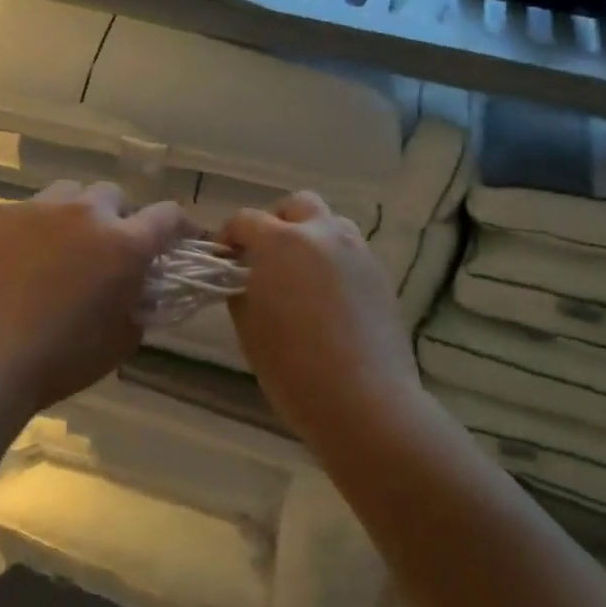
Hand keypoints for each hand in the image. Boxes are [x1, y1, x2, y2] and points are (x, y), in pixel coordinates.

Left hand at [0, 180, 187, 413]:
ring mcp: (37, 207)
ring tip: (60, 246)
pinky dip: (31, 229)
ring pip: (68, 194)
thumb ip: (140, 300)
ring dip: (74, 215)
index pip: (167, 216)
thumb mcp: (122, 339)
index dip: (180, 225)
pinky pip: (25, 211)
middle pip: (112, 195)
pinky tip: (16, 260)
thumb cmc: (61, 359)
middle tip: (106, 248)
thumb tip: (141, 284)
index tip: (180, 238)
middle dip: (117, 217)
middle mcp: (86, 212)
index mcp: (124, 243)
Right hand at [221, 192, 423, 446]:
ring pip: (330, 224)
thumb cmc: (294, 368)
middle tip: (267, 256)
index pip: (246, 220)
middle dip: (277, 221)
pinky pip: (351, 252)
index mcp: (280, 242)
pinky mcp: (380, 274)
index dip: (230, 235)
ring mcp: (356, 251)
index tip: (225, 258)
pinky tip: (329, 299)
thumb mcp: (250, 329)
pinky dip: (334, 261)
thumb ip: (241, 290)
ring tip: (301, 276)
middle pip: (297, 205)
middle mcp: (321, 233)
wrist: (366, 401)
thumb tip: (244, 277)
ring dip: (311, 237)